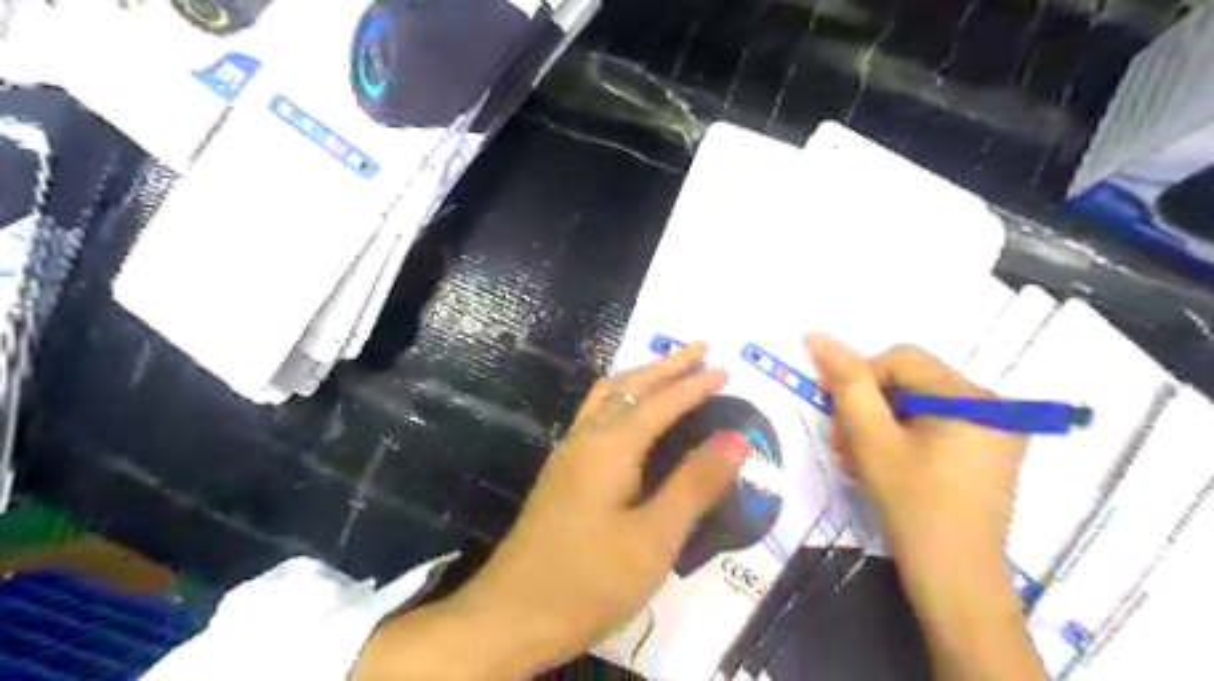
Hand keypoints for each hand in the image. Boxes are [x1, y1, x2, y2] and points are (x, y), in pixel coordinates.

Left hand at [354, 347, 750, 679]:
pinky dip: (622, 397)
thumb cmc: (589, 580)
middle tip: (701, 348)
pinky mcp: (562, 472)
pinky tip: (630, 412)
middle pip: (629, 386)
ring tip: (669, 369)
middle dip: (667, 365)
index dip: (694, 384)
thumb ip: (695, 483)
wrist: (511, 615)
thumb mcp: (654, 537)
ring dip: (641, 377)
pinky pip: (596, 414)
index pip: (661, 402)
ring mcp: (568, 454)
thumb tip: (736, 438)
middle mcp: (586, 438)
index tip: (725, 368)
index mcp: (610, 447)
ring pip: (607, 396)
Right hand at [804, 334, 1022, 578]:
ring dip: (877, 426)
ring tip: (857, 461)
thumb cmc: (912, 506)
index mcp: (971, 397)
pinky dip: (899, 439)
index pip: (899, 359)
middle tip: (844, 446)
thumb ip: (847, 383)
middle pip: (907, 382)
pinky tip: (882, 465)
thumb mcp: (871, 439)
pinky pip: (931, 426)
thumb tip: (816, 336)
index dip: (859, 380)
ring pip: (914, 404)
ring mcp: (993, 431)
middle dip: (866, 409)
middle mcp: (992, 405)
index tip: (836, 417)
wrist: (954, 580)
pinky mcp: (985, 452)